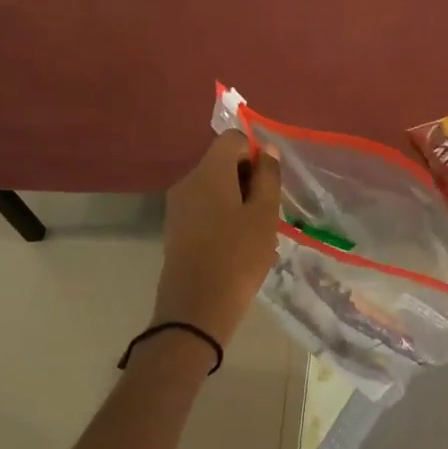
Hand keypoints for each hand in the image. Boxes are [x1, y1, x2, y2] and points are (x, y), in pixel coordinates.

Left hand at [150, 131, 282, 349]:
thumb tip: (266, 149)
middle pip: (222, 163)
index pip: (233, 140)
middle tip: (269, 212)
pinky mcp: (176, 229)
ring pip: (215, 189)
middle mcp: (188, 182)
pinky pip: (205, 209)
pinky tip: (239, 247)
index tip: (271, 184)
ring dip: (239, 202)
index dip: (256, 154)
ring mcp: (178, 206)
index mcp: (209, 172)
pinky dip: (224, 218)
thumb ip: (268, 177)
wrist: (196, 308)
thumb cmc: (238, 257)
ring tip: (257, 234)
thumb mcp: (264, 215)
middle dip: (249, 180)